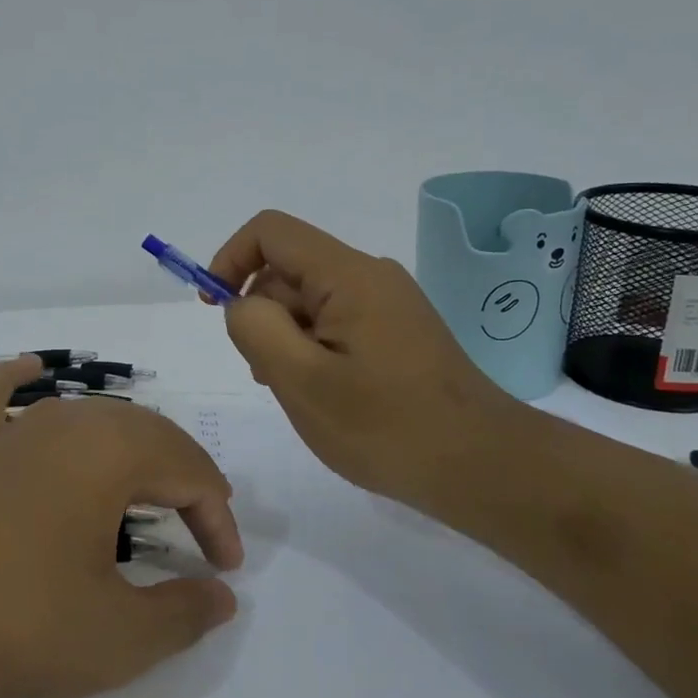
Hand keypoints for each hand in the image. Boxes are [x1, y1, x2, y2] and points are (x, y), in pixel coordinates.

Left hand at [0, 358, 242, 697]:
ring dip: (134, 448)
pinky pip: (0, 400)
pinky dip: (18, 382)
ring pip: (93, 419)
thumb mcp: (114, 636)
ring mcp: (13, 430)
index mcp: (110, 451)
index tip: (225, 569)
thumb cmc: (11, 622)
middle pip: (149, 435)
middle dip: (186, 478)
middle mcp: (67, 422)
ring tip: (154, 487)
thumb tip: (222, 595)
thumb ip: (182, 614)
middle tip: (203, 529)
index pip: (189, 471)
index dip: (217, 517)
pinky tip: (33, 369)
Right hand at [210, 210, 524, 509]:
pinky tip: (326, 395)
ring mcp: (388, 303)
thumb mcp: (302, 381)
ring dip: (287, 338)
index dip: (231, 259)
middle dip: (261, 313)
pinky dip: (314, 349)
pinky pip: (337, 322)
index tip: (215, 310)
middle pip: (290, 269)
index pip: (271, 231)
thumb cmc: (386, 427)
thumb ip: (256, 330)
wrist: (482, 466)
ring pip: (311, 301)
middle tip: (269, 375)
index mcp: (348, 275)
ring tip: (301, 393)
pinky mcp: (398, 330)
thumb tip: (242, 305)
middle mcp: (370, 275)